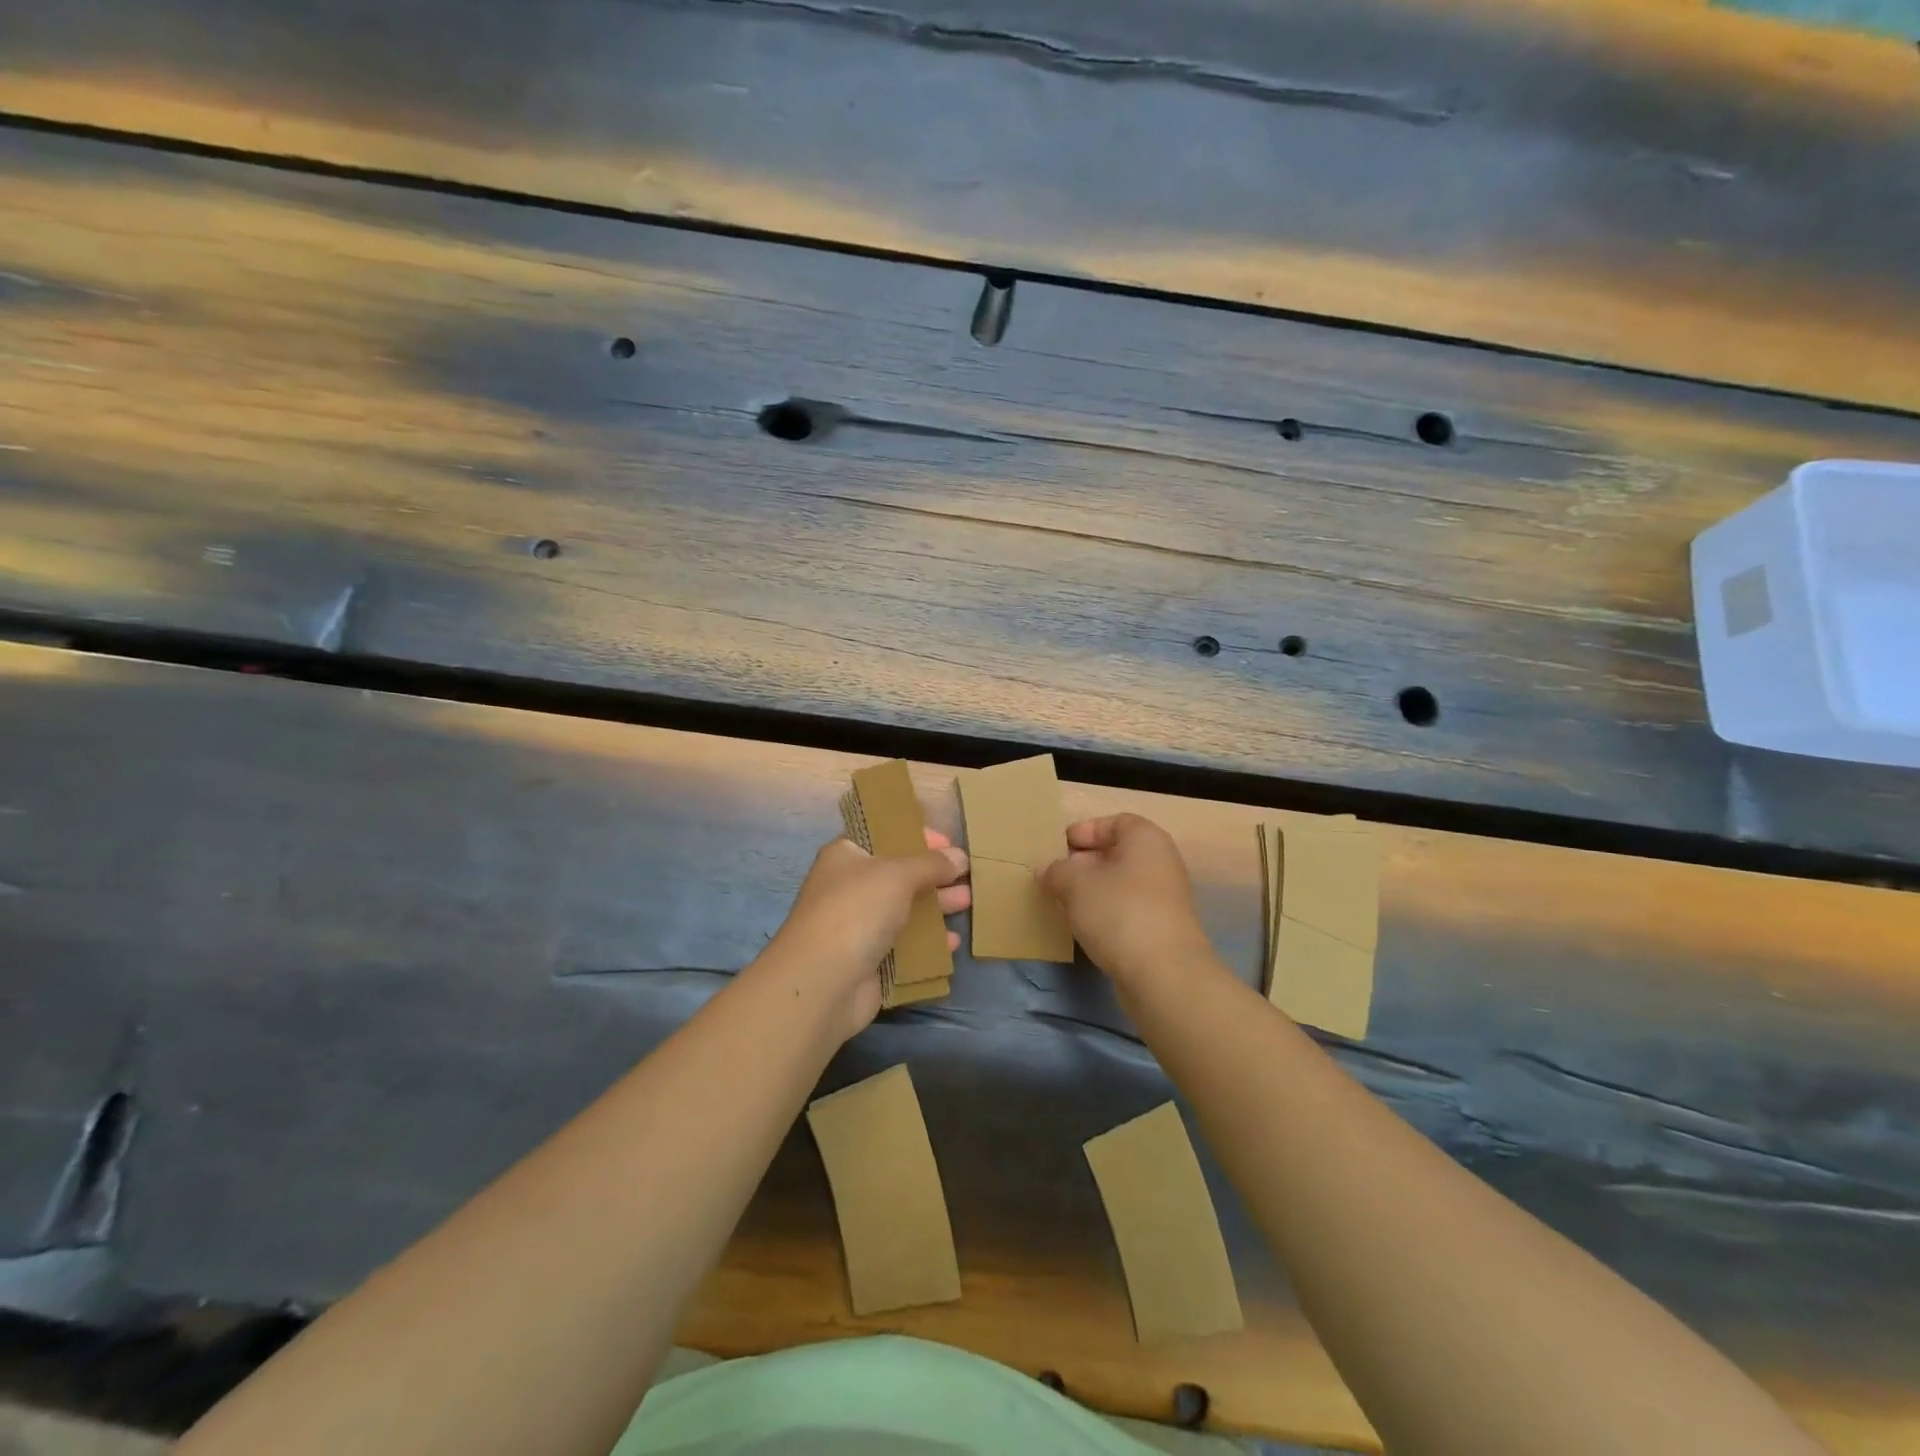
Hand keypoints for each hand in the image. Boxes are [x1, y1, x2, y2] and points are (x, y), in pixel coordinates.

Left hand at [756, 827, 969, 1041]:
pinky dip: (928, 942)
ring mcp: (859, 925)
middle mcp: (851, 887)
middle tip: (967, 874)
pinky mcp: (870, 960)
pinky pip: (905, 945)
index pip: (883, 835)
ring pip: (905, 910)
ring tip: (969, 902)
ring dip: (936, 906)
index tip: (948, 843)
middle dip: (933, 874)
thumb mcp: (897, 875)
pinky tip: (952, 942)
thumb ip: (931, 864)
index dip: (915, 835)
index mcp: (846, 856)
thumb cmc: (856, 911)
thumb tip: (959, 857)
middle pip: (899, 874)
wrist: (822, 982)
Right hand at [1042, 813, 1214, 989]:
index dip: (1085, 830)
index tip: (1059, 847)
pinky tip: (1086, 926)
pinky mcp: (1162, 929)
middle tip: (1056, 875)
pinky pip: (1128, 909)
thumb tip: (1047, 869)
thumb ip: (1057, 871)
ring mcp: (1165, 898)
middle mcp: (1161, 862)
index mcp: (1146, 839)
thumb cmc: (1118, 911)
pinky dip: (1107, 912)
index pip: (1115, 822)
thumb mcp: (1075, 884)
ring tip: (1065, 902)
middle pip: (1118, 852)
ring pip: (1122, 883)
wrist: (1164, 973)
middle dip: (1085, 862)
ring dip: (1094, 889)